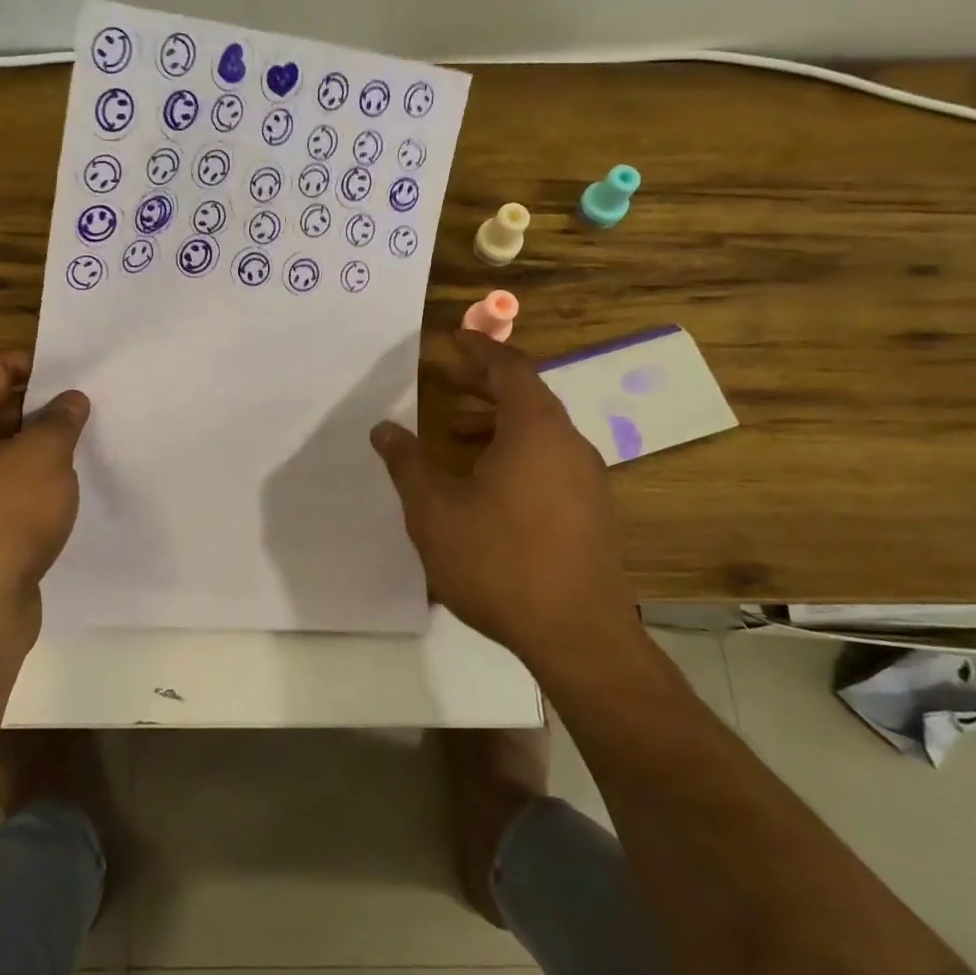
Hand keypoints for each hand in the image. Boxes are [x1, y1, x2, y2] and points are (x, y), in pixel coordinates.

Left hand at [0, 350, 89, 644]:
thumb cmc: (2, 518)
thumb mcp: (43, 457)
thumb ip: (61, 419)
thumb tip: (72, 399)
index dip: (38, 364)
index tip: (81, 369)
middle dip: (44, 404)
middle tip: (92, 400)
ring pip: (5, 447)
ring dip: (42, 441)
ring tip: (90, 434)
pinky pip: (7, 481)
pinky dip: (36, 475)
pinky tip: (72, 476)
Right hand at [370, 331, 639, 673]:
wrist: (577, 635)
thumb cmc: (498, 561)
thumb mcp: (434, 511)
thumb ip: (407, 463)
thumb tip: (384, 429)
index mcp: (535, 430)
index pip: (509, 367)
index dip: (478, 349)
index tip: (450, 339)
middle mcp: (568, 444)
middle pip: (526, 395)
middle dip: (483, 385)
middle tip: (444, 382)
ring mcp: (587, 479)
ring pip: (539, 432)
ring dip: (497, 424)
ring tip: (455, 437)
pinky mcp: (592, 511)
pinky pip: (550, 461)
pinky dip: (516, 454)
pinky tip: (486, 487)